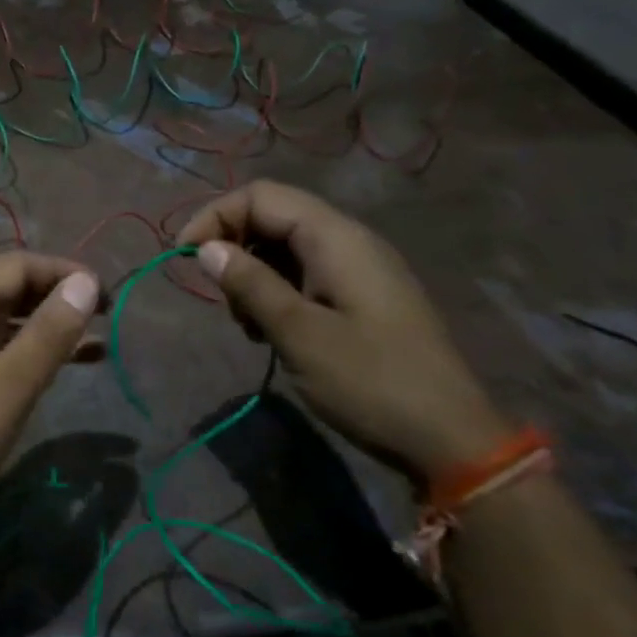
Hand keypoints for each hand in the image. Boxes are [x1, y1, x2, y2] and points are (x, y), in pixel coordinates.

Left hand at [0, 253, 102, 543]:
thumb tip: (85, 281)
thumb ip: (49, 332)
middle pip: (6, 288)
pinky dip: (21, 354)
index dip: (64, 272)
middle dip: (56, 298)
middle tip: (104, 320)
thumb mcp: (9, 385)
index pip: (17, 264)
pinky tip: (49, 374)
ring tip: (95, 348)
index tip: (107, 296)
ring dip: (43, 329)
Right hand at [177, 181, 511, 482]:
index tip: (183, 255)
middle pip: (273, 216)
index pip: (261, 196)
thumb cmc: (370, 381)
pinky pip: (306, 274)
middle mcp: (349, 242)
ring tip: (246, 323)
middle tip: (218, 297)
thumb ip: (250, 284)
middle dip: (232, 246)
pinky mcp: (363, 298)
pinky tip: (271, 331)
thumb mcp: (298, 333)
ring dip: (252, 274)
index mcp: (336, 239)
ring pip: (286, 248)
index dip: (215, 216)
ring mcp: (359, 270)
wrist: (453, 440)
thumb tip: (206, 248)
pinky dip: (277, 291)